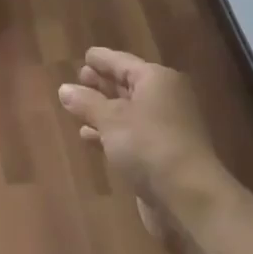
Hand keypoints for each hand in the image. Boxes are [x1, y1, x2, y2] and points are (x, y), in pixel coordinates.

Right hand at [58, 47, 230, 233]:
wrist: (188, 198)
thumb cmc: (148, 145)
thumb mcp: (111, 119)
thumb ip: (86, 102)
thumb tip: (64, 89)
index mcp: (156, 80)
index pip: (123, 61)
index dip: (102, 59)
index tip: (84, 56)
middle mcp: (164, 98)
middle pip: (128, 84)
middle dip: (102, 83)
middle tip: (78, 79)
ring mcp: (164, 127)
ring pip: (128, 111)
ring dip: (103, 110)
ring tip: (76, 107)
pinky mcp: (161, 154)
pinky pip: (130, 134)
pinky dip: (110, 132)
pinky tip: (88, 137)